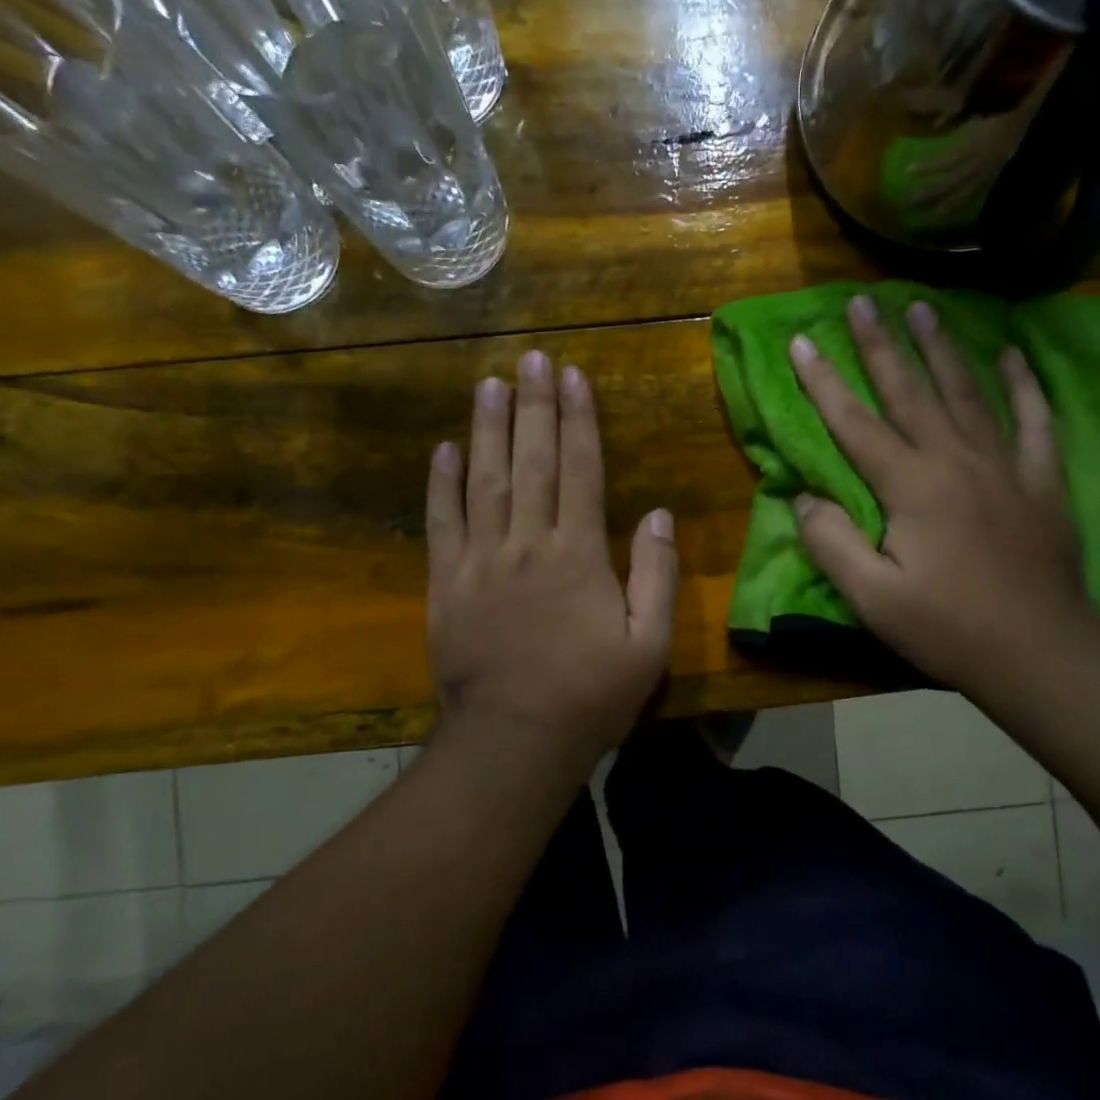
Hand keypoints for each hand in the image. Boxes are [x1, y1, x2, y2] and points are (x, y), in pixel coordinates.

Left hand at [426, 350, 677, 767]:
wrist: (514, 741)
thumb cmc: (591, 694)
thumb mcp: (649, 644)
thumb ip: (657, 575)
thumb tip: (658, 514)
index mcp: (578, 555)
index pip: (580, 470)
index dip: (579, 421)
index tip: (575, 377)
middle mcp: (527, 544)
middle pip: (531, 462)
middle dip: (535, 406)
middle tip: (533, 358)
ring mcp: (480, 562)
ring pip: (484, 481)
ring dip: (487, 429)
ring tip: (489, 384)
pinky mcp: (445, 584)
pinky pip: (442, 524)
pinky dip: (441, 484)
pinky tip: (445, 450)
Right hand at [789, 295, 1093, 701]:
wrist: (1039, 651)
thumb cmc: (948, 627)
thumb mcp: (873, 598)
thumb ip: (832, 544)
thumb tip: (804, 499)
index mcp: (910, 486)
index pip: (855, 423)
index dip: (824, 382)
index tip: (802, 340)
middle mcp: (955, 459)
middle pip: (910, 391)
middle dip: (881, 344)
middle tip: (863, 300)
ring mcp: (1004, 464)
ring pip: (967, 392)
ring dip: (941, 348)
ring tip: (923, 308)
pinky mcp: (1041, 479)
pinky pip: (1034, 419)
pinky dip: (1024, 384)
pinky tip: (1012, 354)